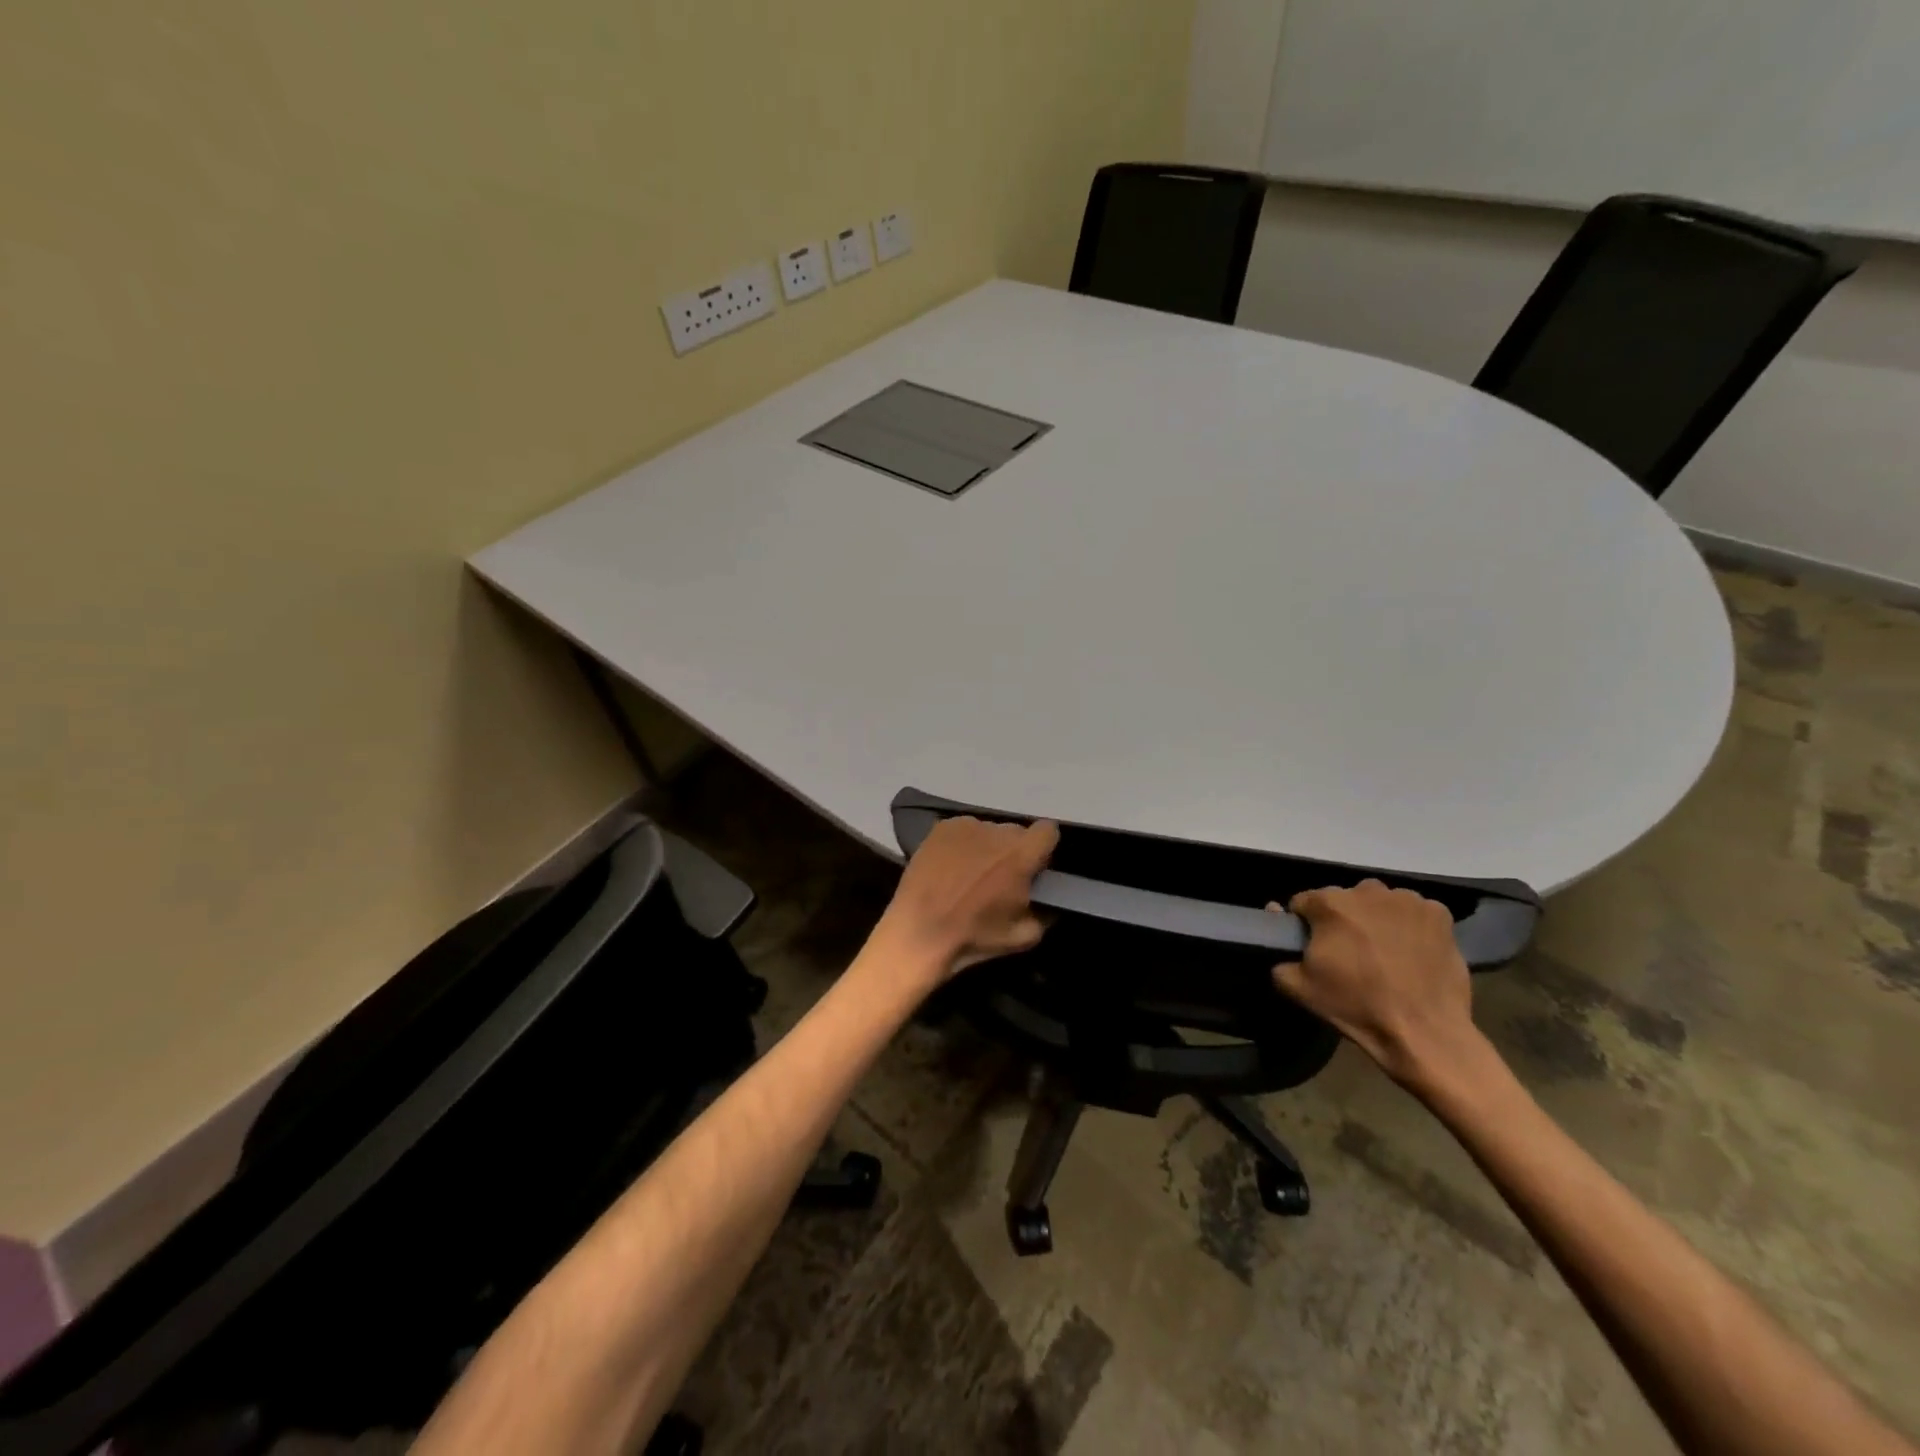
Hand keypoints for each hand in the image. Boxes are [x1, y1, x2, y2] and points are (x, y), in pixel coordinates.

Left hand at [876, 817, 1058, 981]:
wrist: (918, 934)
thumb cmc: (973, 937)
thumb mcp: (1022, 937)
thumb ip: (1046, 914)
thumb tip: (1051, 901)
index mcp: (1020, 856)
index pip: (1048, 831)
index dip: (1044, 848)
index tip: (1035, 865)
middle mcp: (996, 832)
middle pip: (1017, 832)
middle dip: (1014, 850)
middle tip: (1001, 874)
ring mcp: (966, 826)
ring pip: (989, 830)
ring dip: (988, 846)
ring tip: (971, 871)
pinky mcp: (941, 828)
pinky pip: (964, 829)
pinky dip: (964, 843)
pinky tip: (951, 865)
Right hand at [1269, 879, 1485, 1094]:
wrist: (1424, 1033)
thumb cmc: (1356, 1007)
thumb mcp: (1299, 988)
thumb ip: (1278, 954)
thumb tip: (1276, 921)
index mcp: (1330, 904)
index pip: (1304, 902)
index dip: (1306, 925)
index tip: (1315, 947)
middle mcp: (1367, 891)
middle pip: (1345, 899)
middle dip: (1343, 920)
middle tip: (1352, 953)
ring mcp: (1407, 900)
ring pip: (1380, 903)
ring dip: (1377, 918)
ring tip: (1385, 952)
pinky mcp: (1439, 914)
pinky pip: (1415, 911)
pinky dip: (1411, 925)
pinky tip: (1413, 951)